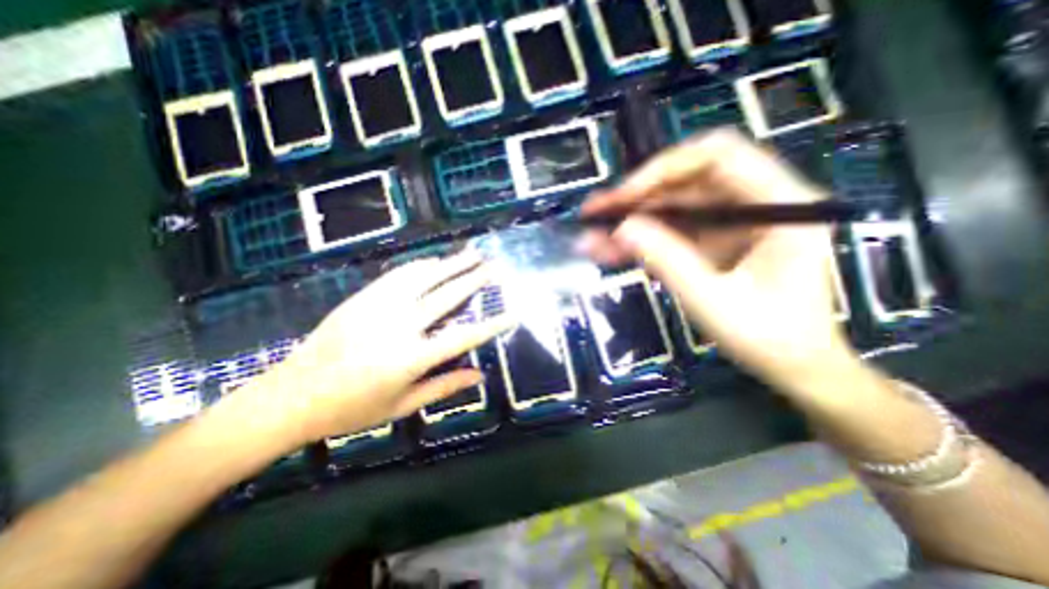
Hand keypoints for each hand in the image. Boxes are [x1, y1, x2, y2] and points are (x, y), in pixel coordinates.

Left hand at [241, 250, 513, 444]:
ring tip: (471, 253)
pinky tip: (433, 261)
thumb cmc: (350, 409)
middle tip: (494, 266)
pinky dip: (419, 266)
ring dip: (450, 264)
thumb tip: (480, 376)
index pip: (463, 338)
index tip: (512, 314)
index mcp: (411, 358)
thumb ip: (443, 387)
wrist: (290, 396)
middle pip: (446, 297)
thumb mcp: (402, 406)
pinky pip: (396, 276)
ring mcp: (378, 308)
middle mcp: (399, 327)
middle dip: (474, 279)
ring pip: (423, 278)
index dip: (491, 325)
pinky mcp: (362, 299)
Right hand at [582, 129, 860, 395]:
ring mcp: (731, 221)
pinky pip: (671, 230)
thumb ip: (668, 260)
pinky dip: (640, 239)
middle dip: (635, 197)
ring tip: (591, 237)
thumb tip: (621, 228)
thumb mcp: (713, 301)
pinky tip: (609, 250)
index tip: (623, 198)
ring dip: (630, 220)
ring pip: (672, 206)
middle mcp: (755, 201)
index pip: (718, 157)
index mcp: (779, 203)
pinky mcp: (713, 240)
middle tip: (593, 213)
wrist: (794, 366)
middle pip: (686, 180)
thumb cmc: (769, 338)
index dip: (663, 170)